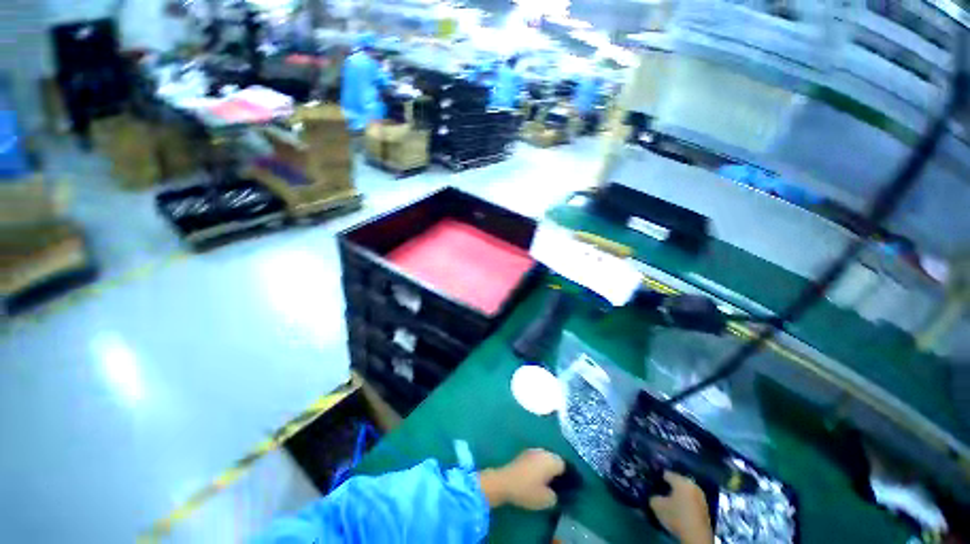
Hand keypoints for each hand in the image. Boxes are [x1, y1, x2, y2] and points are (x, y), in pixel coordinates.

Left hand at [479, 449, 564, 509]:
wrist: (504, 482)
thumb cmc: (527, 490)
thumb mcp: (546, 500)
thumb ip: (555, 496)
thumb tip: (556, 493)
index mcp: (551, 460)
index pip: (565, 465)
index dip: (567, 476)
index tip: (568, 487)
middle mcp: (543, 452)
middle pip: (555, 459)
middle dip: (557, 470)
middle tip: (558, 485)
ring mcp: (532, 451)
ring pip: (545, 458)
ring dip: (547, 467)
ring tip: (546, 482)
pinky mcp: (523, 454)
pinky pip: (536, 459)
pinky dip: (538, 466)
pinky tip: (536, 477)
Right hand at [649, 472, 713, 543]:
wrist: (697, 537)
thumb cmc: (676, 517)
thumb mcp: (657, 506)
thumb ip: (652, 497)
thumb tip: (653, 495)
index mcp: (681, 481)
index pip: (666, 473)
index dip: (657, 476)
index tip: (651, 481)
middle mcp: (693, 485)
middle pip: (677, 482)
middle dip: (668, 486)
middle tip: (658, 491)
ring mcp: (701, 497)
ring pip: (685, 492)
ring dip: (677, 495)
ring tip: (667, 501)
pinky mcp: (705, 509)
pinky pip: (690, 501)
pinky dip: (684, 503)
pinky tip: (677, 509)